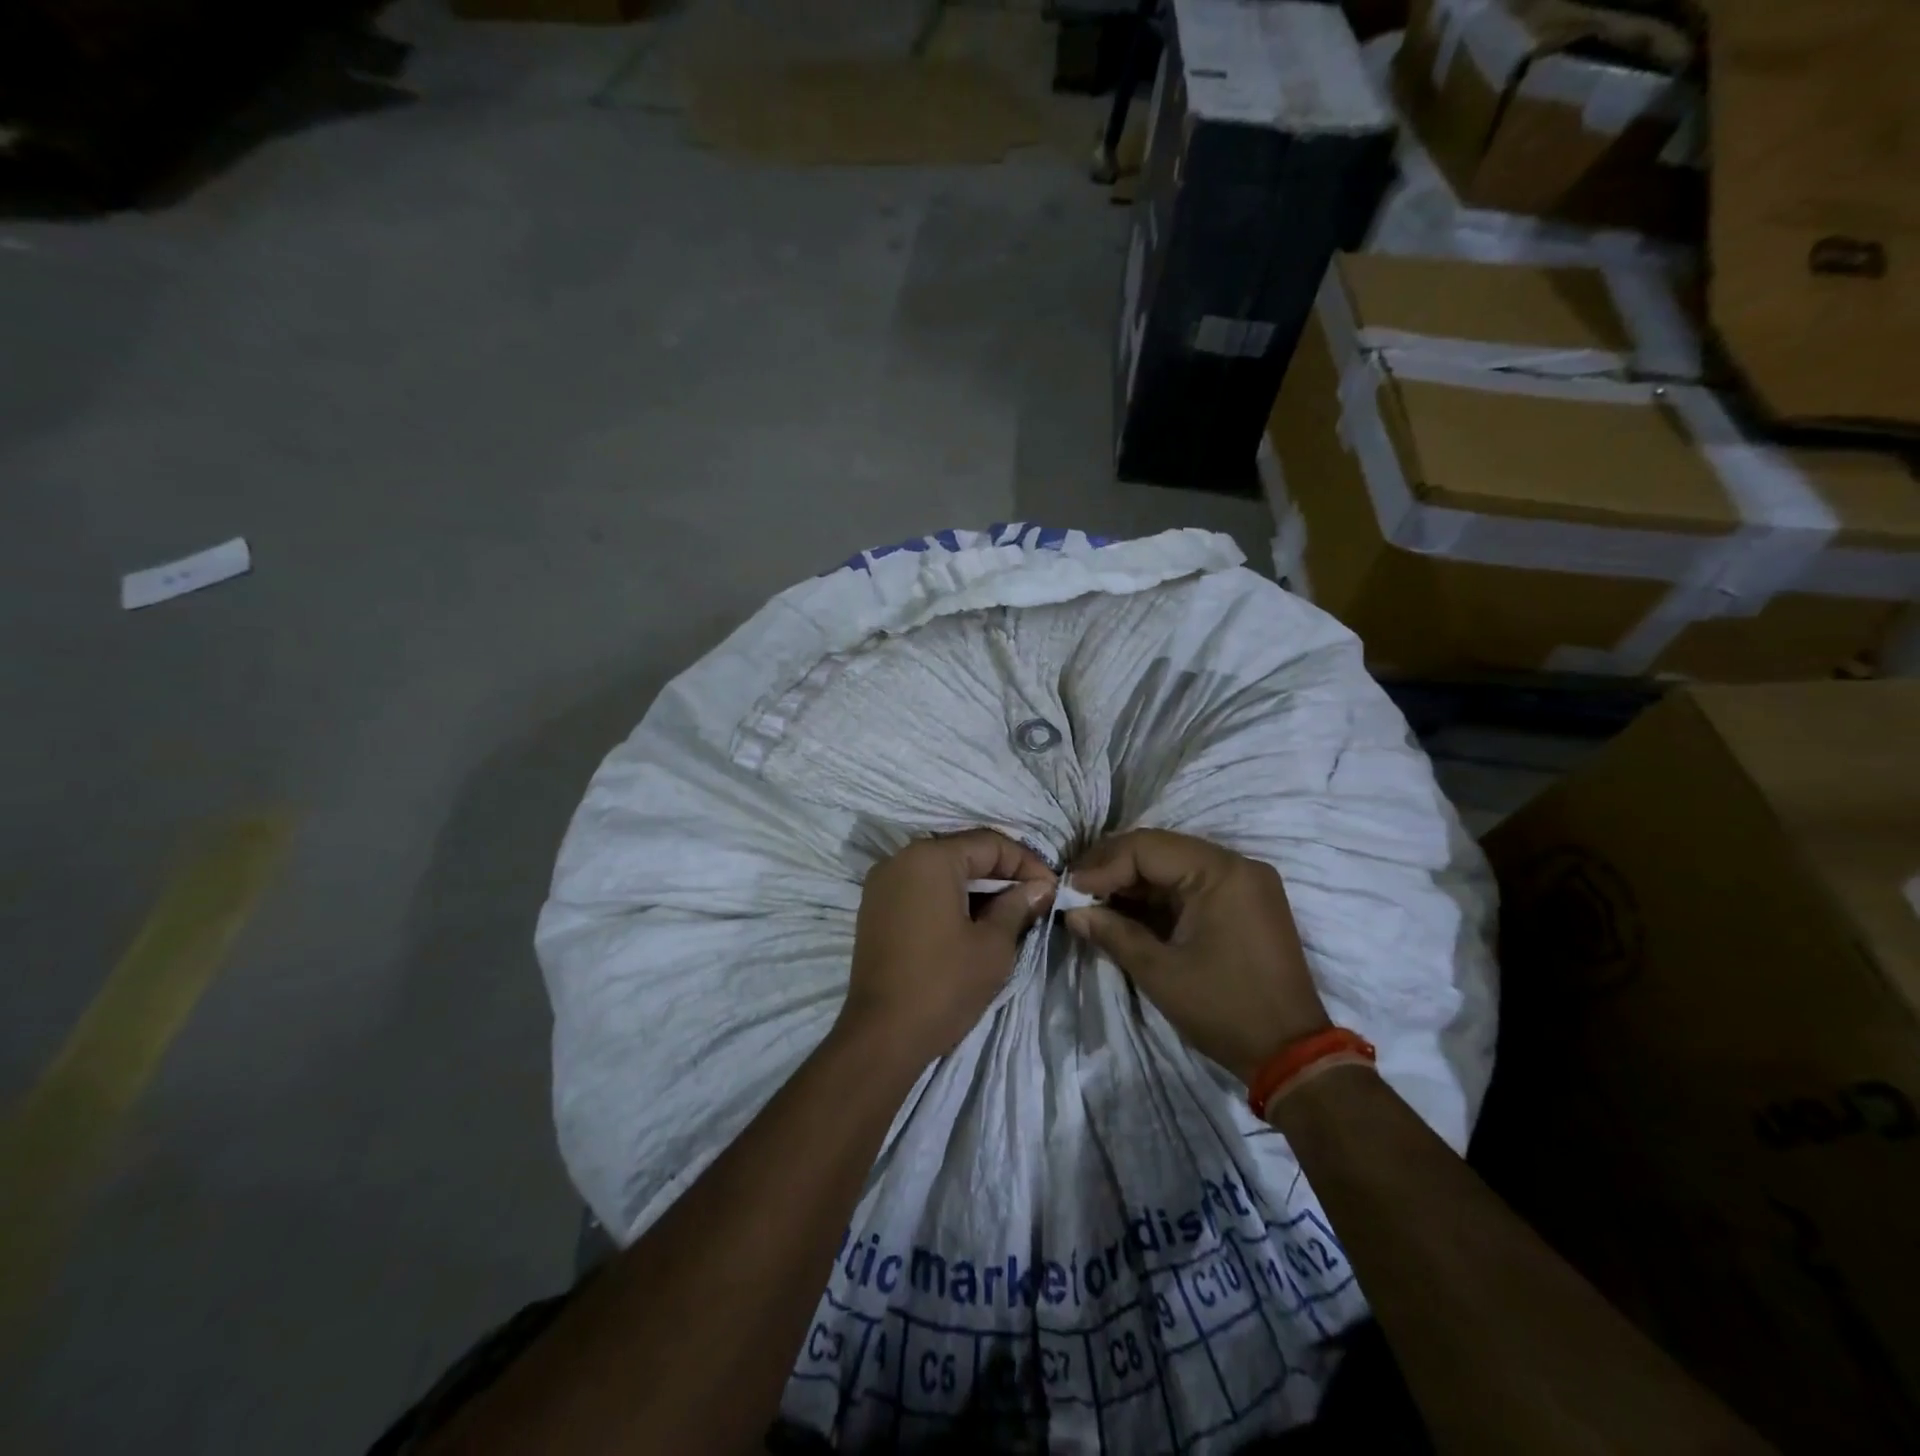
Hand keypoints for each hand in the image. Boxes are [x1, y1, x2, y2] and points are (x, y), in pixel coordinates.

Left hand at [843, 830, 1055, 1062]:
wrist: (881, 1036)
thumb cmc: (944, 985)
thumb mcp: (993, 945)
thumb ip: (1018, 906)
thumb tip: (1040, 887)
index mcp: (930, 858)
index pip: (990, 844)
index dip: (1027, 864)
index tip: (1053, 889)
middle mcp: (901, 859)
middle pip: (963, 852)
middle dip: (1002, 874)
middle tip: (1035, 899)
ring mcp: (882, 883)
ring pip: (942, 870)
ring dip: (977, 886)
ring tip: (1010, 912)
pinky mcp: (875, 907)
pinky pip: (921, 888)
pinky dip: (950, 897)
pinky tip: (973, 921)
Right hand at [1065, 829, 1328, 1084]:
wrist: (1292, 1055)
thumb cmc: (1224, 1009)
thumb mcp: (1160, 972)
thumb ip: (1114, 933)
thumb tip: (1073, 912)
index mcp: (1220, 872)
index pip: (1147, 848)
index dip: (1103, 865)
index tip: (1070, 889)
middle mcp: (1237, 865)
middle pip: (1161, 850)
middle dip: (1115, 869)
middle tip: (1077, 890)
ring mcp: (1245, 882)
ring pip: (1175, 865)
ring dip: (1134, 881)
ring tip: (1094, 900)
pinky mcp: (1246, 902)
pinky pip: (1193, 884)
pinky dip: (1159, 895)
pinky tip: (1128, 909)